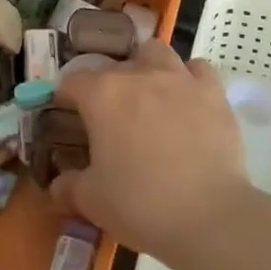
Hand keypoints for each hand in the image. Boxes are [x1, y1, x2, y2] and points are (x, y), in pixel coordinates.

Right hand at [51, 40, 254, 269]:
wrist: (209, 217)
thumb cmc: (141, 204)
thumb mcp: (92, 201)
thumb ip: (69, 187)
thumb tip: (57, 187)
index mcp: (102, 94)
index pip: (72, 81)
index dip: (66, 98)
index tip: (68, 116)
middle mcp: (138, 74)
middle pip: (114, 66)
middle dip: (108, 86)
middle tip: (111, 117)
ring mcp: (179, 79)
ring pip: (157, 52)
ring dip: (148, 67)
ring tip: (150, 96)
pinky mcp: (213, 93)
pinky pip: (198, 70)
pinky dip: (190, 79)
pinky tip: (188, 100)